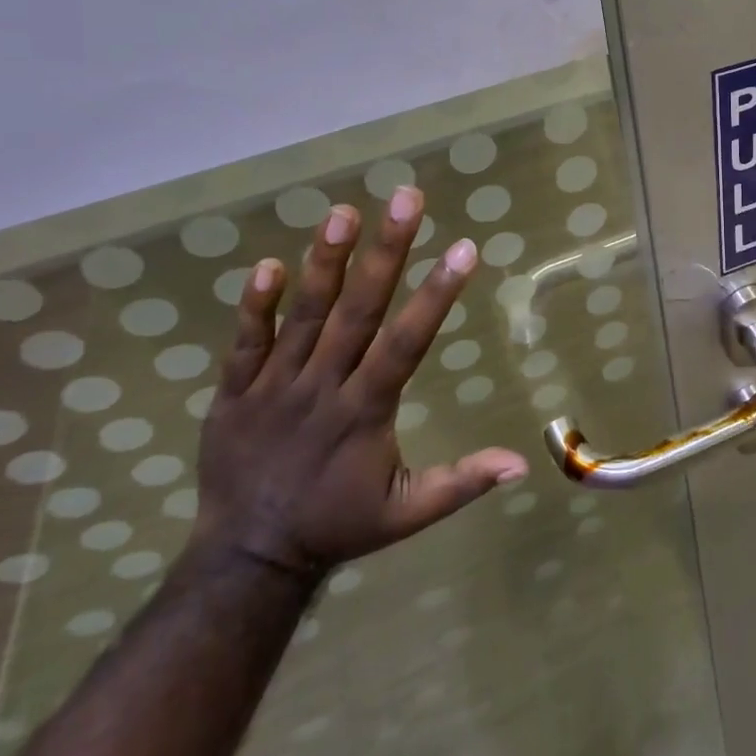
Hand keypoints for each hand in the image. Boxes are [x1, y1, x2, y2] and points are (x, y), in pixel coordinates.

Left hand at [192, 186, 527, 583]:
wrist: (246, 558)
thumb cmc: (338, 525)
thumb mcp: (406, 513)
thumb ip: (461, 482)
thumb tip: (521, 463)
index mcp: (365, 411)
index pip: (406, 343)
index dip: (436, 295)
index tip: (464, 248)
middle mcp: (322, 387)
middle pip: (358, 311)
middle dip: (386, 252)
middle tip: (406, 198)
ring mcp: (274, 386)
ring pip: (304, 316)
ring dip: (325, 263)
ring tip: (344, 212)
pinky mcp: (234, 391)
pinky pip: (244, 342)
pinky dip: (254, 305)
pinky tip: (269, 263)